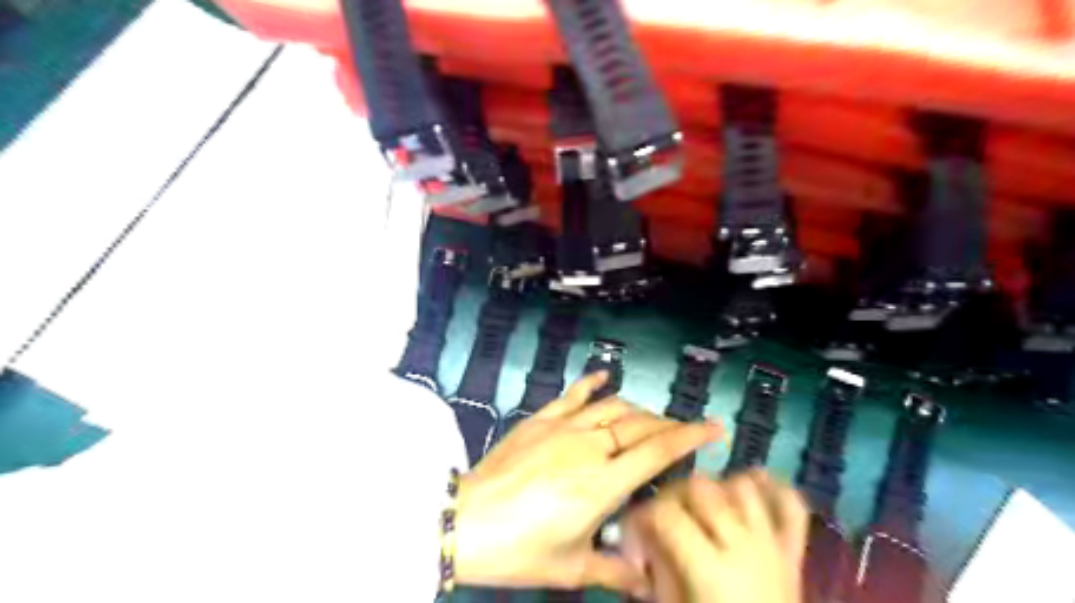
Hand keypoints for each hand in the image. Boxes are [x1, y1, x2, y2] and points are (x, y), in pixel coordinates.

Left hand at [453, 372, 721, 597]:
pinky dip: (592, 384)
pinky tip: (605, 377)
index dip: (690, 437)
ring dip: (638, 410)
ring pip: (613, 408)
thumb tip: (647, 582)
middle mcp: (589, 447)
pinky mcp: (540, 420)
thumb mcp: (571, 567)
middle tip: (682, 431)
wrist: (465, 522)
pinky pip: (572, 395)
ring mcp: (563, 428)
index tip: (714, 426)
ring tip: (650, 419)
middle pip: (640, 425)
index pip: (657, 452)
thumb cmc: (520, 548)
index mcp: (602, 483)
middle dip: (668, 425)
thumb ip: (614, 570)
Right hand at [623, 470, 806, 602]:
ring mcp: (773, 545)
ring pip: (742, 485)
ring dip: (717, 488)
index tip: (633, 533)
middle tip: (663, 517)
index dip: (641, 516)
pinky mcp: (794, 551)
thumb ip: (656, 567)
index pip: (666, 514)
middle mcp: (744, 547)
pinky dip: (771, 489)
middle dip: (673, 494)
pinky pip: (791, 504)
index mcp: (711, 570)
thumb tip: (643, 535)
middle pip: (701, 487)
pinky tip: (750, 490)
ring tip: (703, 509)